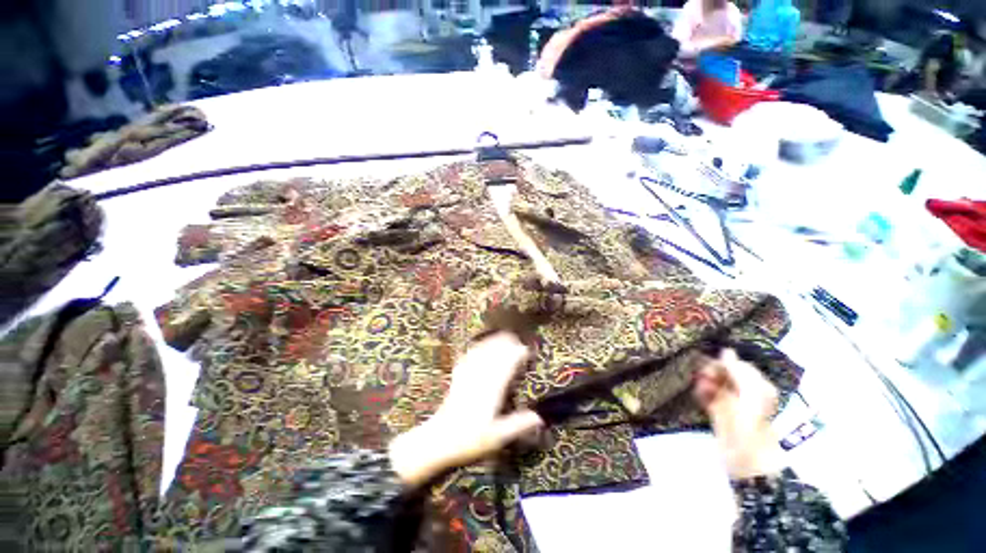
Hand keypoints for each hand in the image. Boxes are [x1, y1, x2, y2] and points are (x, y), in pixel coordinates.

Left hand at [389, 332, 543, 486]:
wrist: (438, 440)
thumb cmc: (469, 441)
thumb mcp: (497, 438)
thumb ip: (518, 425)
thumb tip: (539, 417)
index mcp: (491, 390)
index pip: (506, 365)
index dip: (517, 354)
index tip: (526, 350)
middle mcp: (480, 378)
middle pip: (494, 353)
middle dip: (506, 343)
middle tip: (517, 339)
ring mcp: (467, 376)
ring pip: (481, 352)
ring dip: (492, 342)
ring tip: (502, 336)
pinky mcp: (457, 379)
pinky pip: (468, 358)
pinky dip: (476, 348)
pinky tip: (478, 346)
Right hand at [694, 349, 785, 478]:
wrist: (750, 458)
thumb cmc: (755, 422)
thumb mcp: (752, 393)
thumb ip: (739, 371)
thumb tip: (726, 350)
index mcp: (758, 387)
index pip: (738, 366)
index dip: (724, 362)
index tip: (710, 361)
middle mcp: (744, 393)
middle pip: (724, 374)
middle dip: (712, 371)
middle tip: (702, 372)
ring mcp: (730, 403)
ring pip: (713, 384)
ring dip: (705, 381)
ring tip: (699, 383)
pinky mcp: (717, 413)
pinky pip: (707, 396)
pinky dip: (701, 392)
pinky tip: (698, 391)